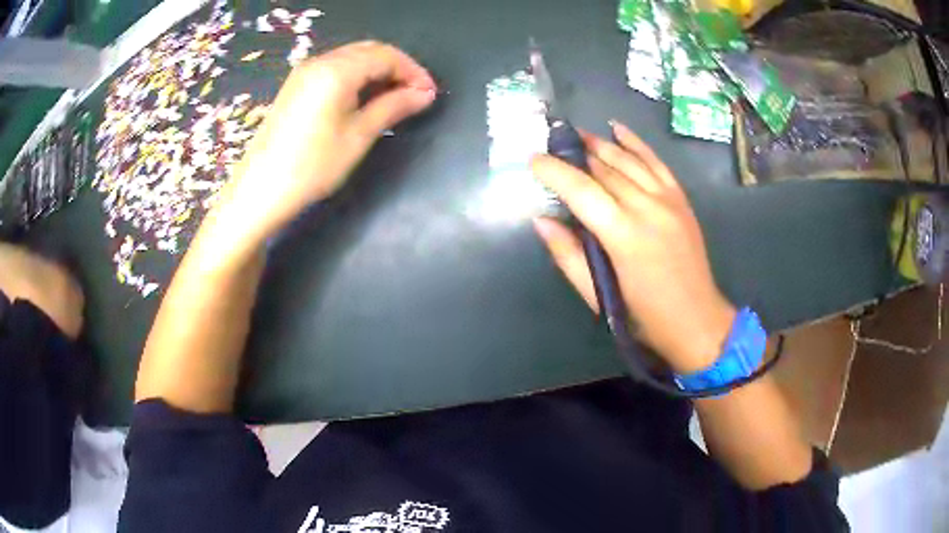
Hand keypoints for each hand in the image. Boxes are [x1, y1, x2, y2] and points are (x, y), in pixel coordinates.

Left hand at [212, 41, 436, 244]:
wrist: (260, 191)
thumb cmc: (312, 166)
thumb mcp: (358, 136)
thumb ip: (393, 107)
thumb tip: (424, 94)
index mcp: (336, 70)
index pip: (386, 56)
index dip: (413, 71)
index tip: (430, 93)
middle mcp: (319, 62)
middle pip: (369, 51)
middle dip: (397, 68)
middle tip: (416, 94)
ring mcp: (304, 73)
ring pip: (352, 59)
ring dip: (378, 72)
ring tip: (395, 98)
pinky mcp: (295, 86)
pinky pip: (335, 69)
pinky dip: (357, 78)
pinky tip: (365, 98)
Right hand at [531, 121, 735, 373]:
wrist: (696, 320)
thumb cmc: (643, 316)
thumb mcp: (598, 295)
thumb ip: (568, 255)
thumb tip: (541, 220)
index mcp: (623, 235)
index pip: (581, 190)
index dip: (554, 171)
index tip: (533, 160)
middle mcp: (646, 208)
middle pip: (603, 169)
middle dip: (574, 155)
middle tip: (550, 147)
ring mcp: (667, 199)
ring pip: (627, 160)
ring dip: (600, 144)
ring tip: (577, 135)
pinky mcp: (680, 199)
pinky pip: (655, 161)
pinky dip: (635, 143)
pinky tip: (617, 128)